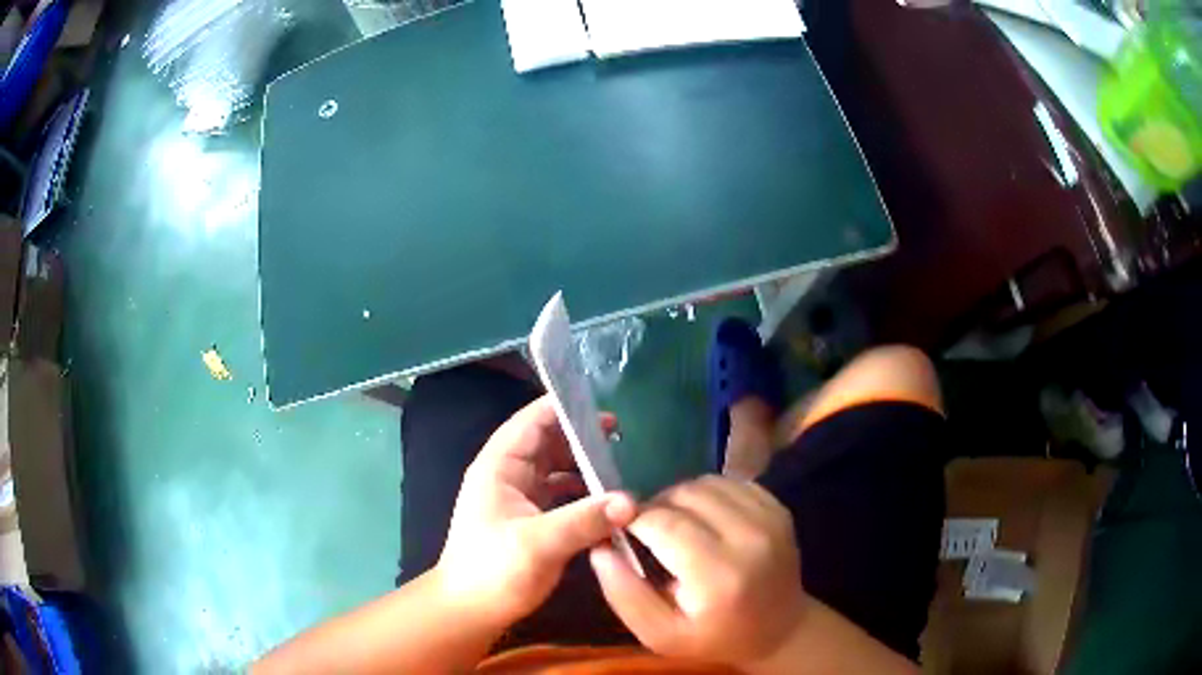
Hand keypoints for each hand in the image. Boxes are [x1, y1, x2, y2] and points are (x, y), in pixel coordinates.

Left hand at [436, 396, 636, 626]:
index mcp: (500, 467)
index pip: (532, 422)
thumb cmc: (493, 570)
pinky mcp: (531, 520)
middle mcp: (509, 475)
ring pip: (556, 469)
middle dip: (580, 438)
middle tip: (620, 440)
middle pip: (547, 443)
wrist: (471, 609)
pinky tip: (606, 504)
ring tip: (618, 469)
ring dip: (583, 467)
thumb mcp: (539, 543)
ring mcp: (520, 498)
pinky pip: (561, 495)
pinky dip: (582, 494)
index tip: (603, 410)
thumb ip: (585, 519)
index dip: (564, 409)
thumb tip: (631, 502)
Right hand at [590, 476, 806, 666]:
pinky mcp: (778, 508)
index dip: (633, 520)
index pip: (663, 523)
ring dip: (680, 498)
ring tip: (674, 525)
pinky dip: (707, 494)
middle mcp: (750, 538)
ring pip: (705, 483)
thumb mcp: (659, 634)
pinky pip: (729, 483)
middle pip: (684, 496)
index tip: (620, 532)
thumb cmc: (713, 637)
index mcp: (719, 574)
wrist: (779, 630)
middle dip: (655, 508)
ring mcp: (769, 519)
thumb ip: (624, 594)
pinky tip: (703, 520)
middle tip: (647, 533)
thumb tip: (599, 547)